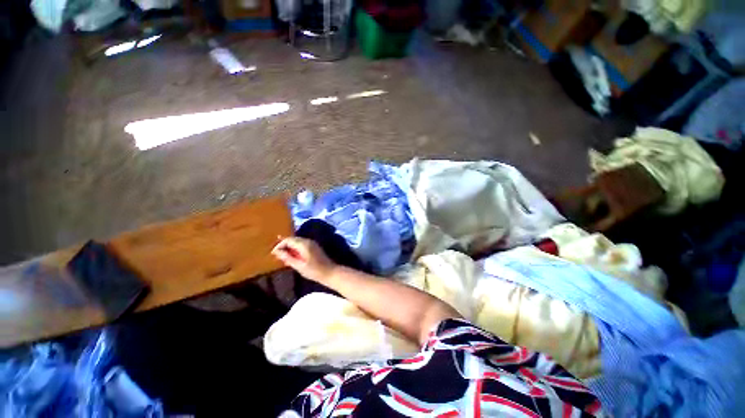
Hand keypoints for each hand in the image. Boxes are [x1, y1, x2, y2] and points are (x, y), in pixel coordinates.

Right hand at [272, 237, 337, 282]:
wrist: (330, 272)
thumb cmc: (314, 271)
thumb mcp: (299, 265)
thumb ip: (287, 257)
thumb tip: (276, 251)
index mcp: (304, 244)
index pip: (288, 239)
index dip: (279, 245)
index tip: (273, 253)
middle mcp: (308, 241)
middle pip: (292, 239)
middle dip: (284, 245)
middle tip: (277, 255)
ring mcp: (312, 243)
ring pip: (297, 241)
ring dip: (289, 247)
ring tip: (283, 257)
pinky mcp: (314, 247)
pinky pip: (301, 244)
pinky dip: (295, 249)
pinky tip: (292, 257)